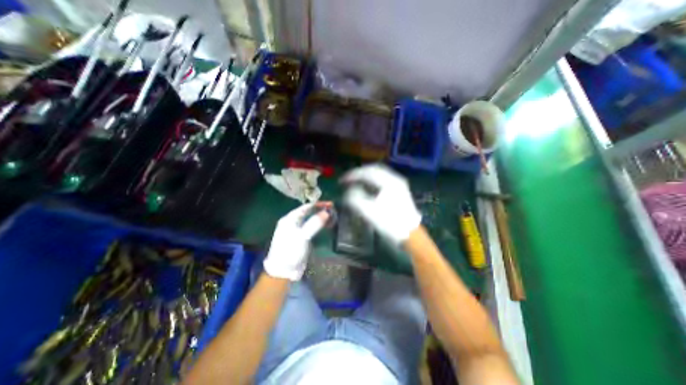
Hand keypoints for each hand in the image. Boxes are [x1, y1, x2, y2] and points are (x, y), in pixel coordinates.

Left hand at [263, 202, 331, 281]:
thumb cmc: (290, 251)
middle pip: (308, 213)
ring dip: (320, 218)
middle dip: (320, 211)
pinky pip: (311, 228)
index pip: (305, 207)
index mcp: (289, 219)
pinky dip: (319, 225)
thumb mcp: (302, 236)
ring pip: (310, 220)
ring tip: (332, 217)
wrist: (283, 271)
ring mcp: (297, 231)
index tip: (330, 204)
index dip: (318, 205)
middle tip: (332, 211)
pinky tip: (326, 226)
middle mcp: (292, 223)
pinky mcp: (301, 238)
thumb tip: (326, 212)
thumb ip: (314, 223)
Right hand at [340, 164, 420, 243]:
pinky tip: (368, 186)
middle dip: (359, 172)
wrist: (411, 234)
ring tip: (356, 181)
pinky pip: (383, 179)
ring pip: (379, 174)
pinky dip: (373, 180)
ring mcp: (399, 184)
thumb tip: (349, 190)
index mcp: (389, 182)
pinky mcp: (399, 190)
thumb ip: (356, 198)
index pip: (367, 172)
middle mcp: (395, 179)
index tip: (342, 180)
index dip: (352, 175)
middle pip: (374, 169)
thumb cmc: (390, 223)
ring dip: (366, 175)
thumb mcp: (370, 212)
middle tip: (348, 178)